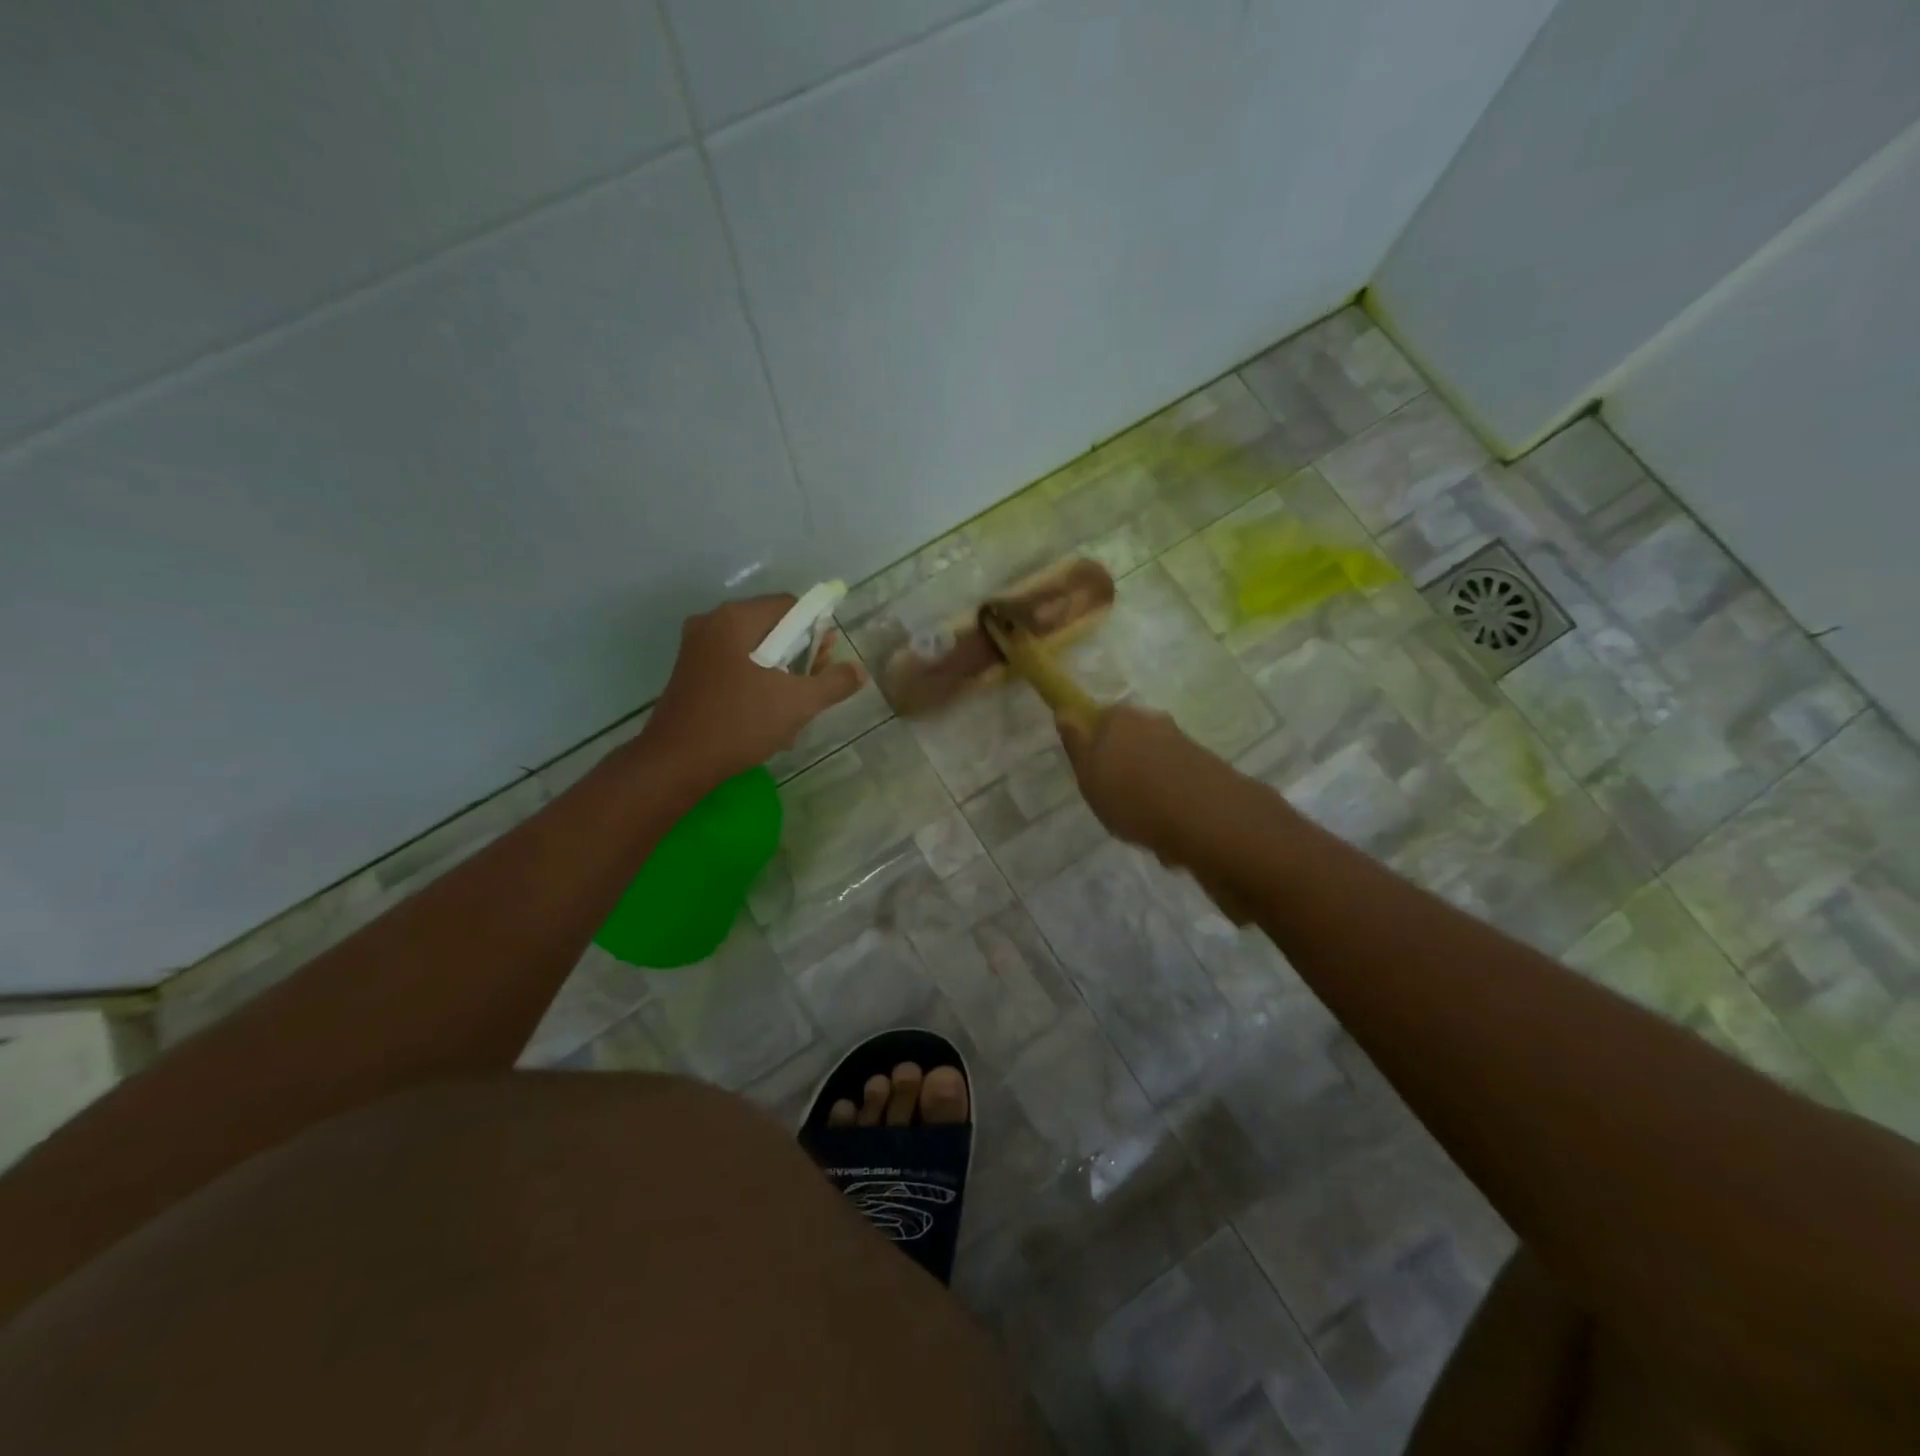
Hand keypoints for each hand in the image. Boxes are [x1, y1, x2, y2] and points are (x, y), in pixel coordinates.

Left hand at [641, 594, 864, 787]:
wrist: (677, 761)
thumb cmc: (740, 722)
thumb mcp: (798, 703)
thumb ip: (834, 682)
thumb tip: (859, 670)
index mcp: (737, 618)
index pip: (790, 606)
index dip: (816, 630)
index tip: (827, 661)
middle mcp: (713, 623)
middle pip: (771, 627)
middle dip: (800, 655)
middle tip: (815, 687)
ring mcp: (696, 648)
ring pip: (754, 651)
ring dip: (780, 675)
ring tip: (793, 710)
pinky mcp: (689, 673)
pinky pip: (734, 666)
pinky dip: (755, 683)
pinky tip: (766, 716)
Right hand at [1057, 704, 1255, 924]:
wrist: (1208, 820)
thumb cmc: (1133, 797)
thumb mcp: (1088, 775)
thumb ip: (1076, 743)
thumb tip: (1065, 711)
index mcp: (1120, 718)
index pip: (1097, 719)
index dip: (1091, 746)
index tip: (1090, 776)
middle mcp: (1154, 722)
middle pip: (1129, 744)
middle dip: (1123, 773)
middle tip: (1115, 806)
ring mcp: (1184, 744)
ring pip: (1154, 769)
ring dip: (1149, 795)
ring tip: (1145, 831)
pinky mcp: (1208, 770)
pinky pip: (1177, 788)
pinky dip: (1171, 809)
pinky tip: (1170, 838)